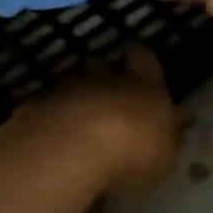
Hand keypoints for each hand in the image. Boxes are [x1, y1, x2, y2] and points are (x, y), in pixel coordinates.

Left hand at [21, 46, 179, 198]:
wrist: (72, 148)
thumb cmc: (133, 151)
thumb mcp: (165, 154)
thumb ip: (169, 137)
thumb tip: (176, 123)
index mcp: (144, 86)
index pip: (143, 57)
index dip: (140, 58)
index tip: (138, 61)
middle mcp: (105, 79)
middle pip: (100, 61)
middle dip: (101, 69)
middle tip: (104, 87)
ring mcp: (67, 89)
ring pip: (70, 79)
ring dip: (73, 91)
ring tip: (73, 112)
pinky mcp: (37, 106)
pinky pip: (45, 103)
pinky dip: (49, 113)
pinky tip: (50, 131)